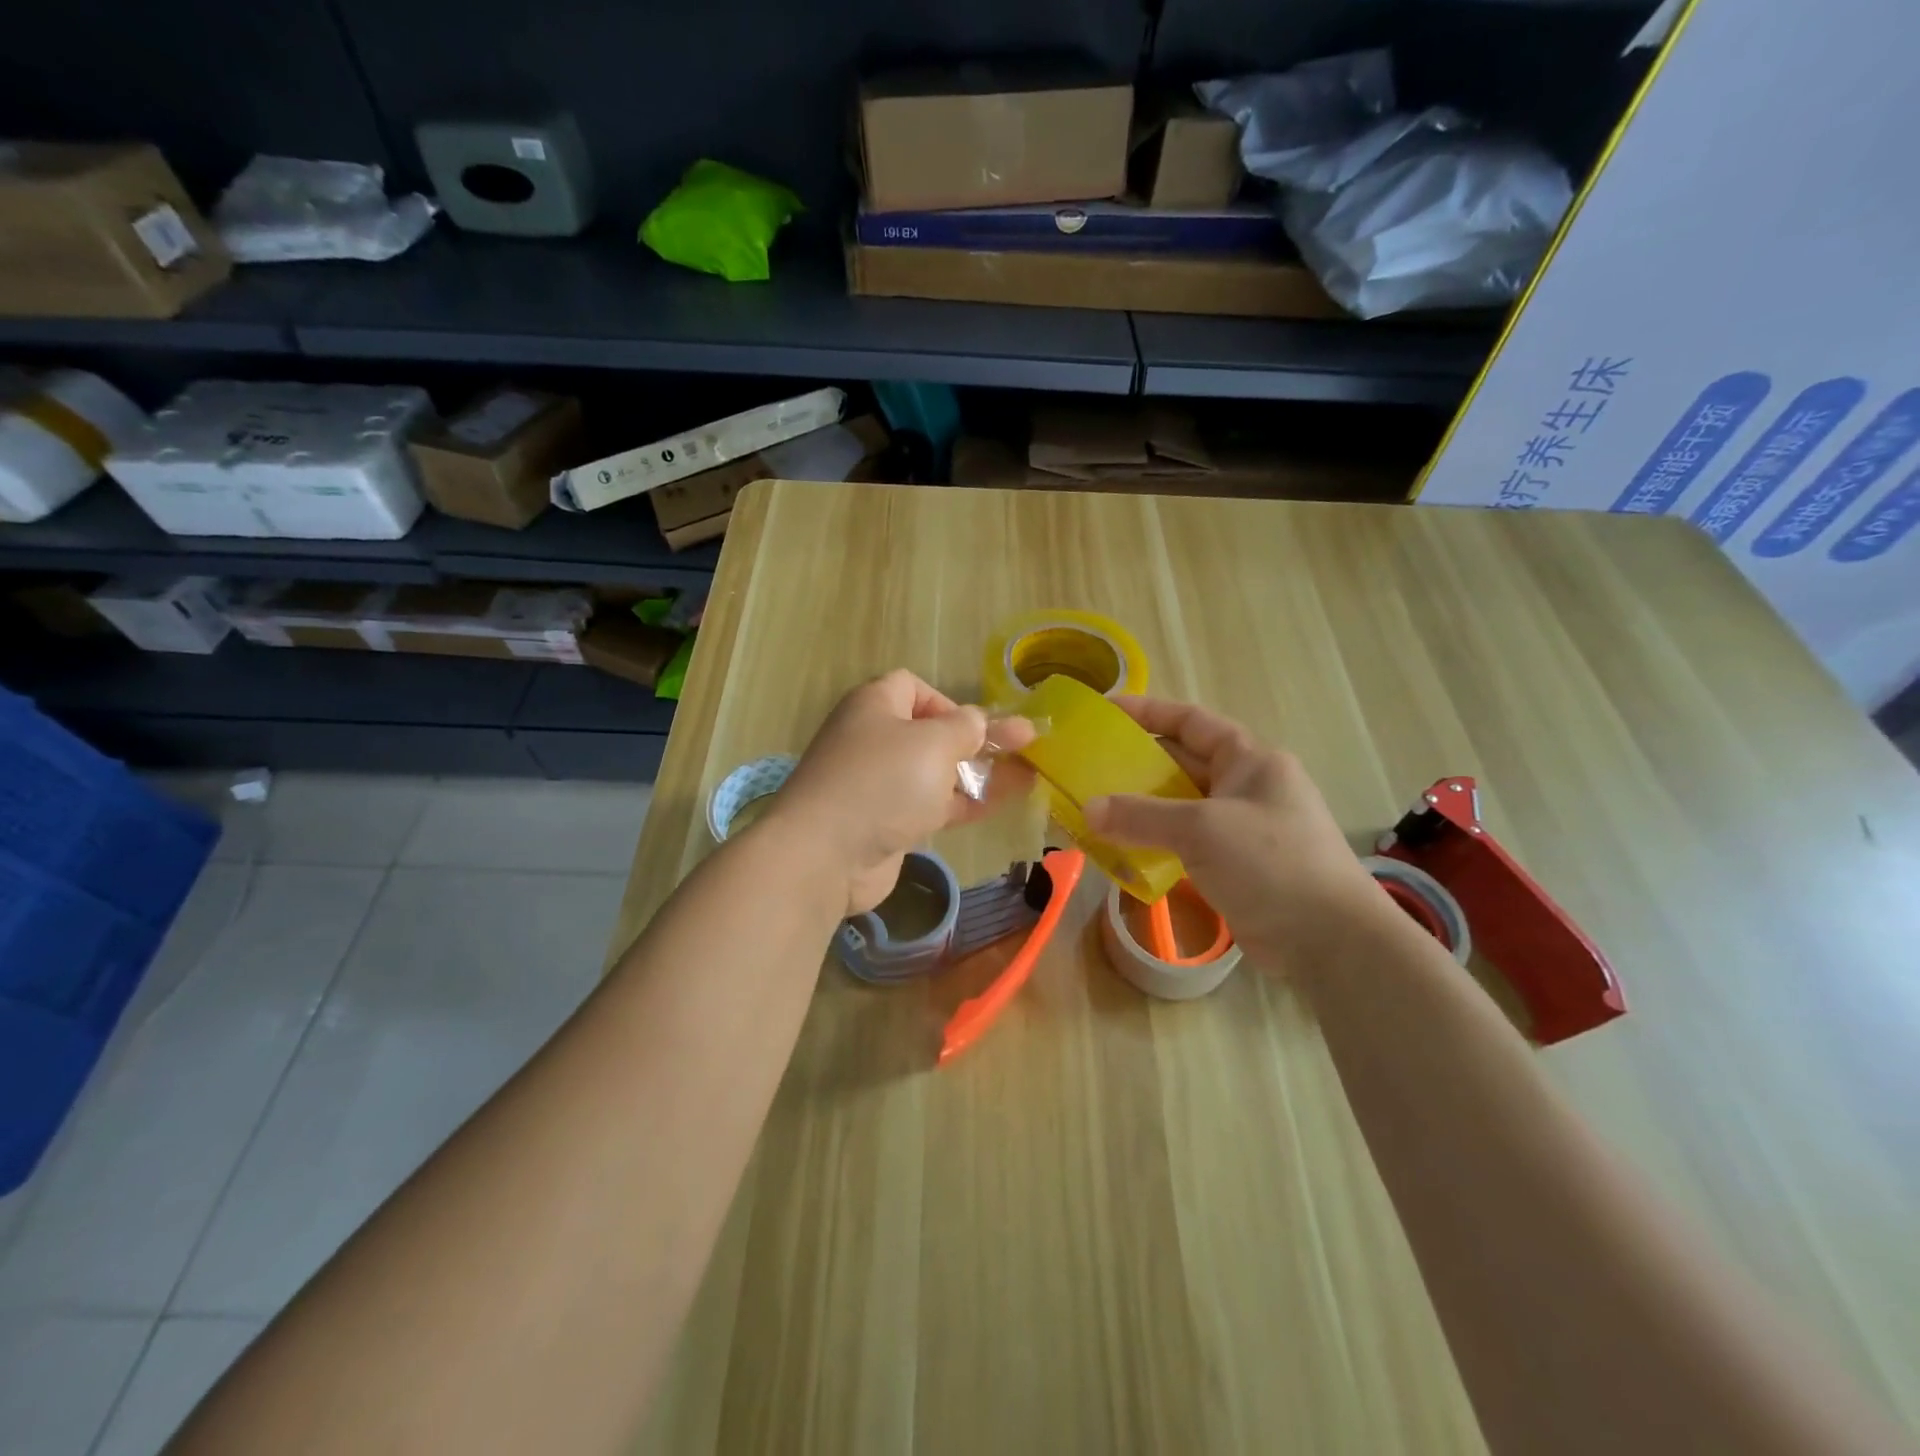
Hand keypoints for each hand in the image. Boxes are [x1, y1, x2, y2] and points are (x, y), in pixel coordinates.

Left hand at [769, 670, 1035, 915]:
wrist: (826, 855)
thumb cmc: (882, 782)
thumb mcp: (934, 743)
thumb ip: (966, 728)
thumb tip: (979, 720)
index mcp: (875, 705)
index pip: (912, 687)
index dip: (947, 701)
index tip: (973, 725)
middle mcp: (873, 740)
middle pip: (931, 733)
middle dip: (976, 741)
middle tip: (1024, 747)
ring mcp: (878, 785)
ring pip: (935, 772)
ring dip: (978, 774)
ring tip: (1028, 776)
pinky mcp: (885, 823)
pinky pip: (930, 805)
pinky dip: (962, 803)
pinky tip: (999, 805)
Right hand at [1084, 697, 1376, 957]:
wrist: (1330, 940)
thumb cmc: (1272, 863)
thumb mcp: (1203, 829)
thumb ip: (1142, 815)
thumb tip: (1088, 809)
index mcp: (1250, 760)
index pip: (1191, 721)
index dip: (1147, 712)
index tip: (1104, 712)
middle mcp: (1245, 786)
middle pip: (1181, 763)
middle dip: (1135, 764)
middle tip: (1087, 767)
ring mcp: (1240, 828)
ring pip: (1179, 807)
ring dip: (1140, 808)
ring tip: (1094, 810)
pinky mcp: (1234, 865)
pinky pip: (1184, 843)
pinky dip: (1154, 843)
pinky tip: (1121, 851)